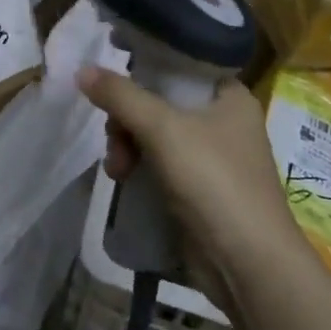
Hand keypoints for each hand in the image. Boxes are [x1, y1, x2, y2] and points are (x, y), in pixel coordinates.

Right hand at [76, 68, 303, 295]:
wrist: (248, 265)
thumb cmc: (214, 181)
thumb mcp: (163, 129)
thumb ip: (121, 96)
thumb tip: (82, 70)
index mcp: (229, 96)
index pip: (180, 64)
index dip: (144, 66)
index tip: (112, 77)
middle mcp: (223, 120)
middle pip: (159, 100)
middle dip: (128, 119)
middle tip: (115, 138)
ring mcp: (211, 157)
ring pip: (154, 134)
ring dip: (128, 146)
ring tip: (117, 170)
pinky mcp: (198, 189)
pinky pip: (158, 163)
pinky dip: (138, 167)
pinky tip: (123, 181)